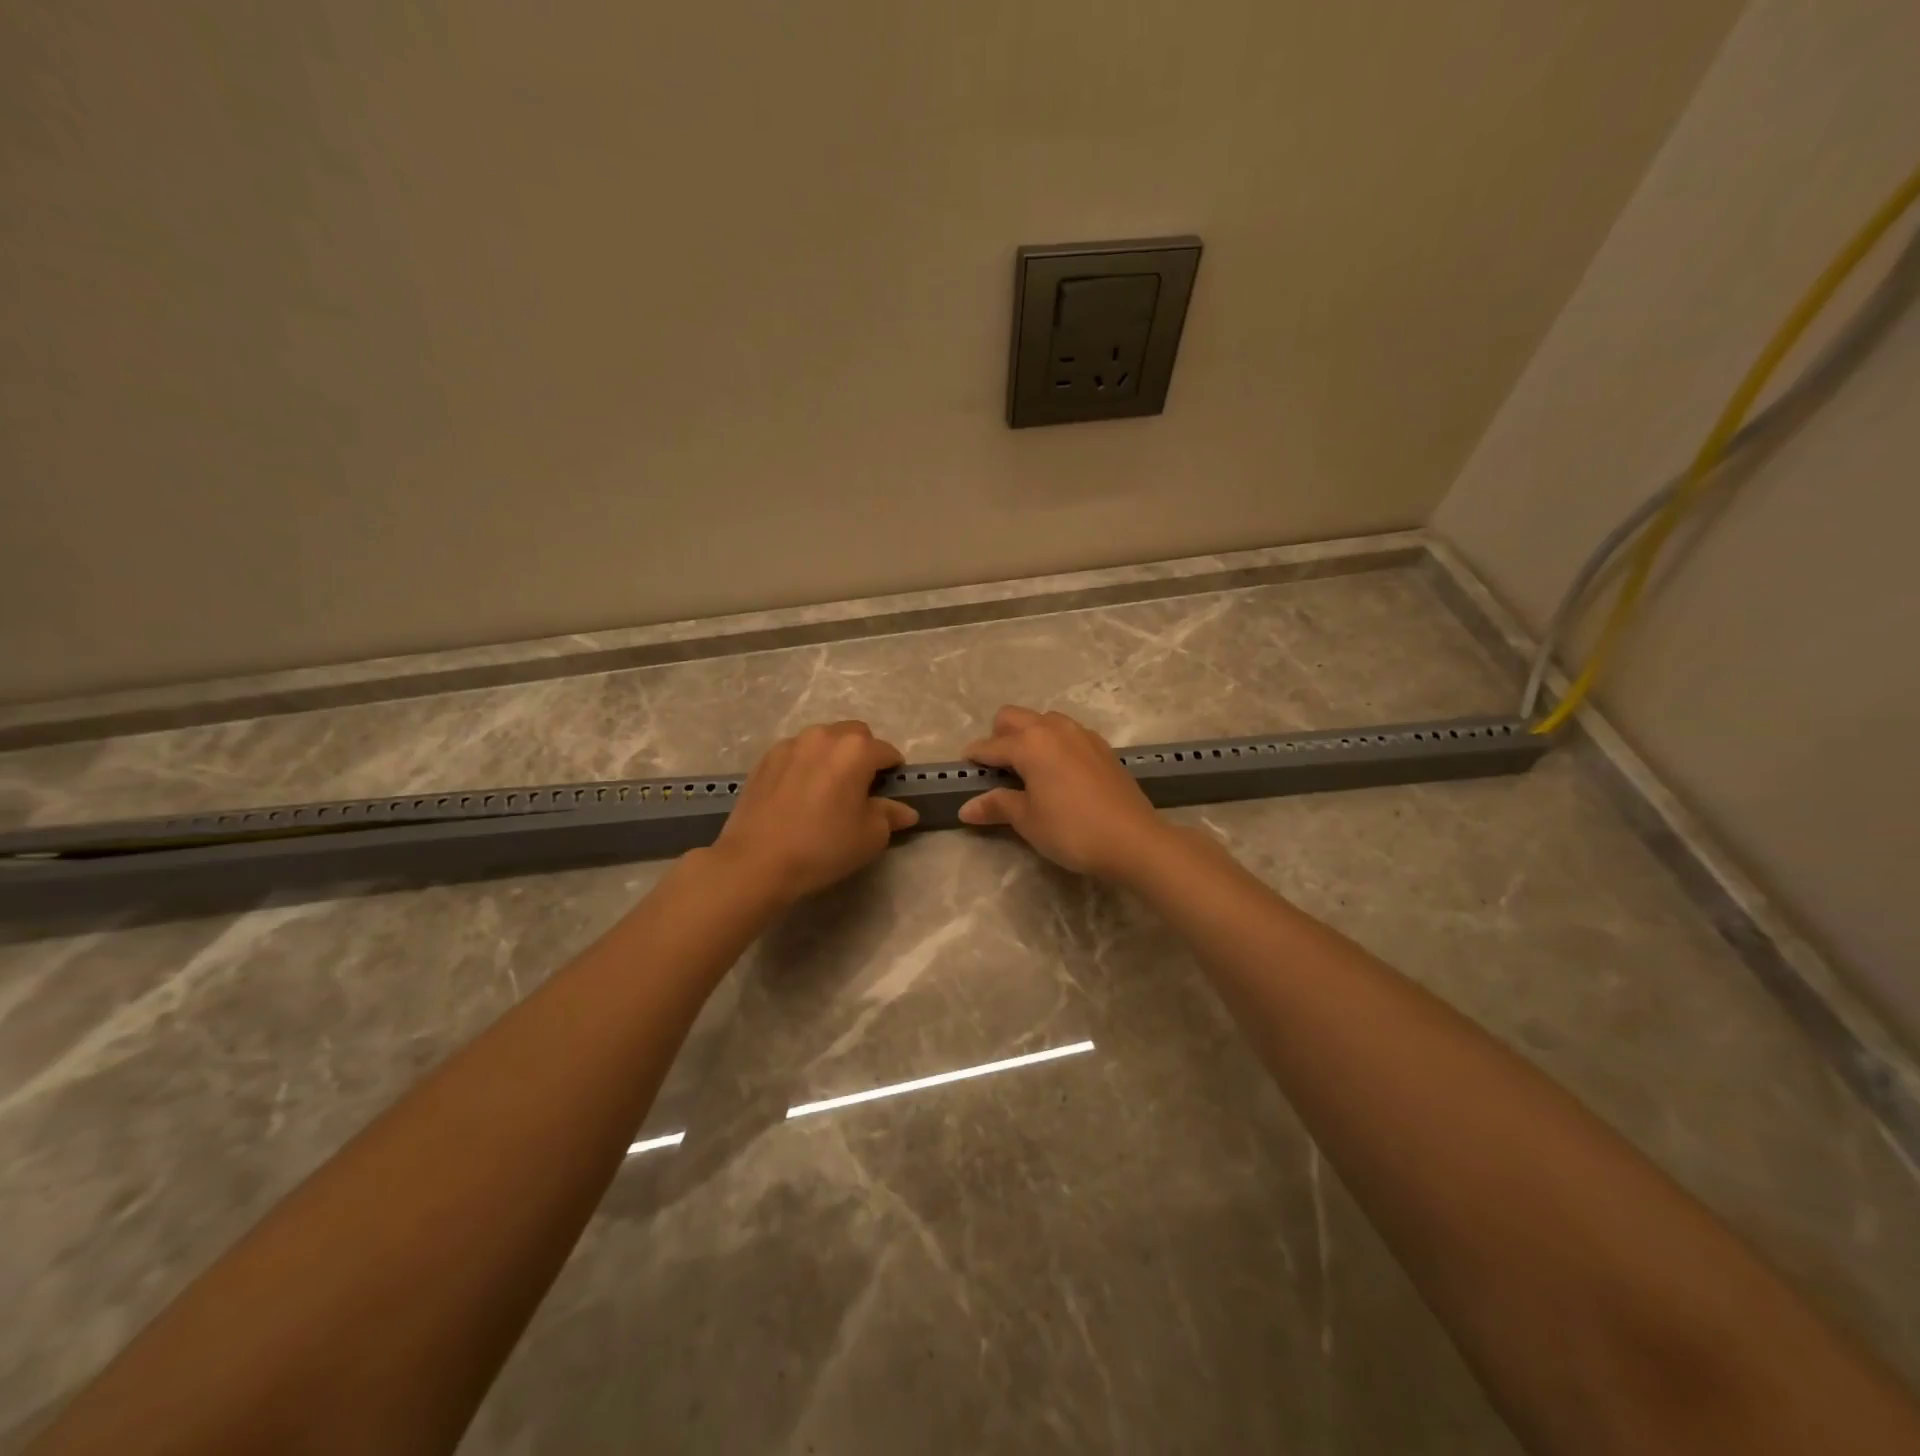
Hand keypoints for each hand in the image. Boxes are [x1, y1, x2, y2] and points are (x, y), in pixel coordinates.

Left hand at [712, 721, 918, 901]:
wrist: (756, 861)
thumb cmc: (823, 846)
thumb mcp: (870, 836)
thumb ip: (890, 816)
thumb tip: (905, 811)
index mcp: (856, 750)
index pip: (887, 751)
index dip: (893, 771)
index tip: (890, 791)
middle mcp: (824, 736)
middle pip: (855, 735)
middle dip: (863, 754)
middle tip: (860, 787)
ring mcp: (791, 744)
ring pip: (823, 740)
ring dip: (832, 756)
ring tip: (828, 788)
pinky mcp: (766, 759)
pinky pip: (797, 753)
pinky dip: (806, 764)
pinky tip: (800, 793)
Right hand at [958, 706, 1172, 881]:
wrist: (1133, 840)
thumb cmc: (1072, 830)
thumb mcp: (1027, 820)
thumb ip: (997, 805)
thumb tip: (966, 808)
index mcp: (1030, 743)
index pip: (990, 746)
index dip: (974, 758)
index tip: (963, 770)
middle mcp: (1054, 728)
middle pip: (1013, 717)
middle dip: (998, 736)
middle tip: (997, 769)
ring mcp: (1081, 734)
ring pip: (1043, 720)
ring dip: (1028, 736)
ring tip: (1028, 770)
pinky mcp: (1102, 746)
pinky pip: (1067, 733)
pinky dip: (1053, 743)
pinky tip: (1058, 773)